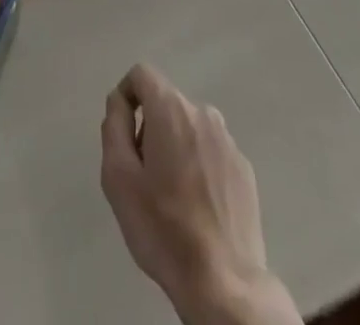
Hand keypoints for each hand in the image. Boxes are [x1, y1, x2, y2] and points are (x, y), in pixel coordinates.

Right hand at [100, 65, 298, 324]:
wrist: (224, 284)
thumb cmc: (163, 228)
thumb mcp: (118, 177)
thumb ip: (114, 126)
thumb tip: (119, 102)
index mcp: (171, 109)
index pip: (142, 74)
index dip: (126, 95)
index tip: (122, 133)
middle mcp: (203, 114)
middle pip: (166, 103)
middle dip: (150, 128)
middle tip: (144, 176)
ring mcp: (229, 142)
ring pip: (190, 129)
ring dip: (176, 147)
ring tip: (172, 196)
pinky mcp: (245, 171)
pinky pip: (212, 153)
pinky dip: (200, 167)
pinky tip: (198, 208)